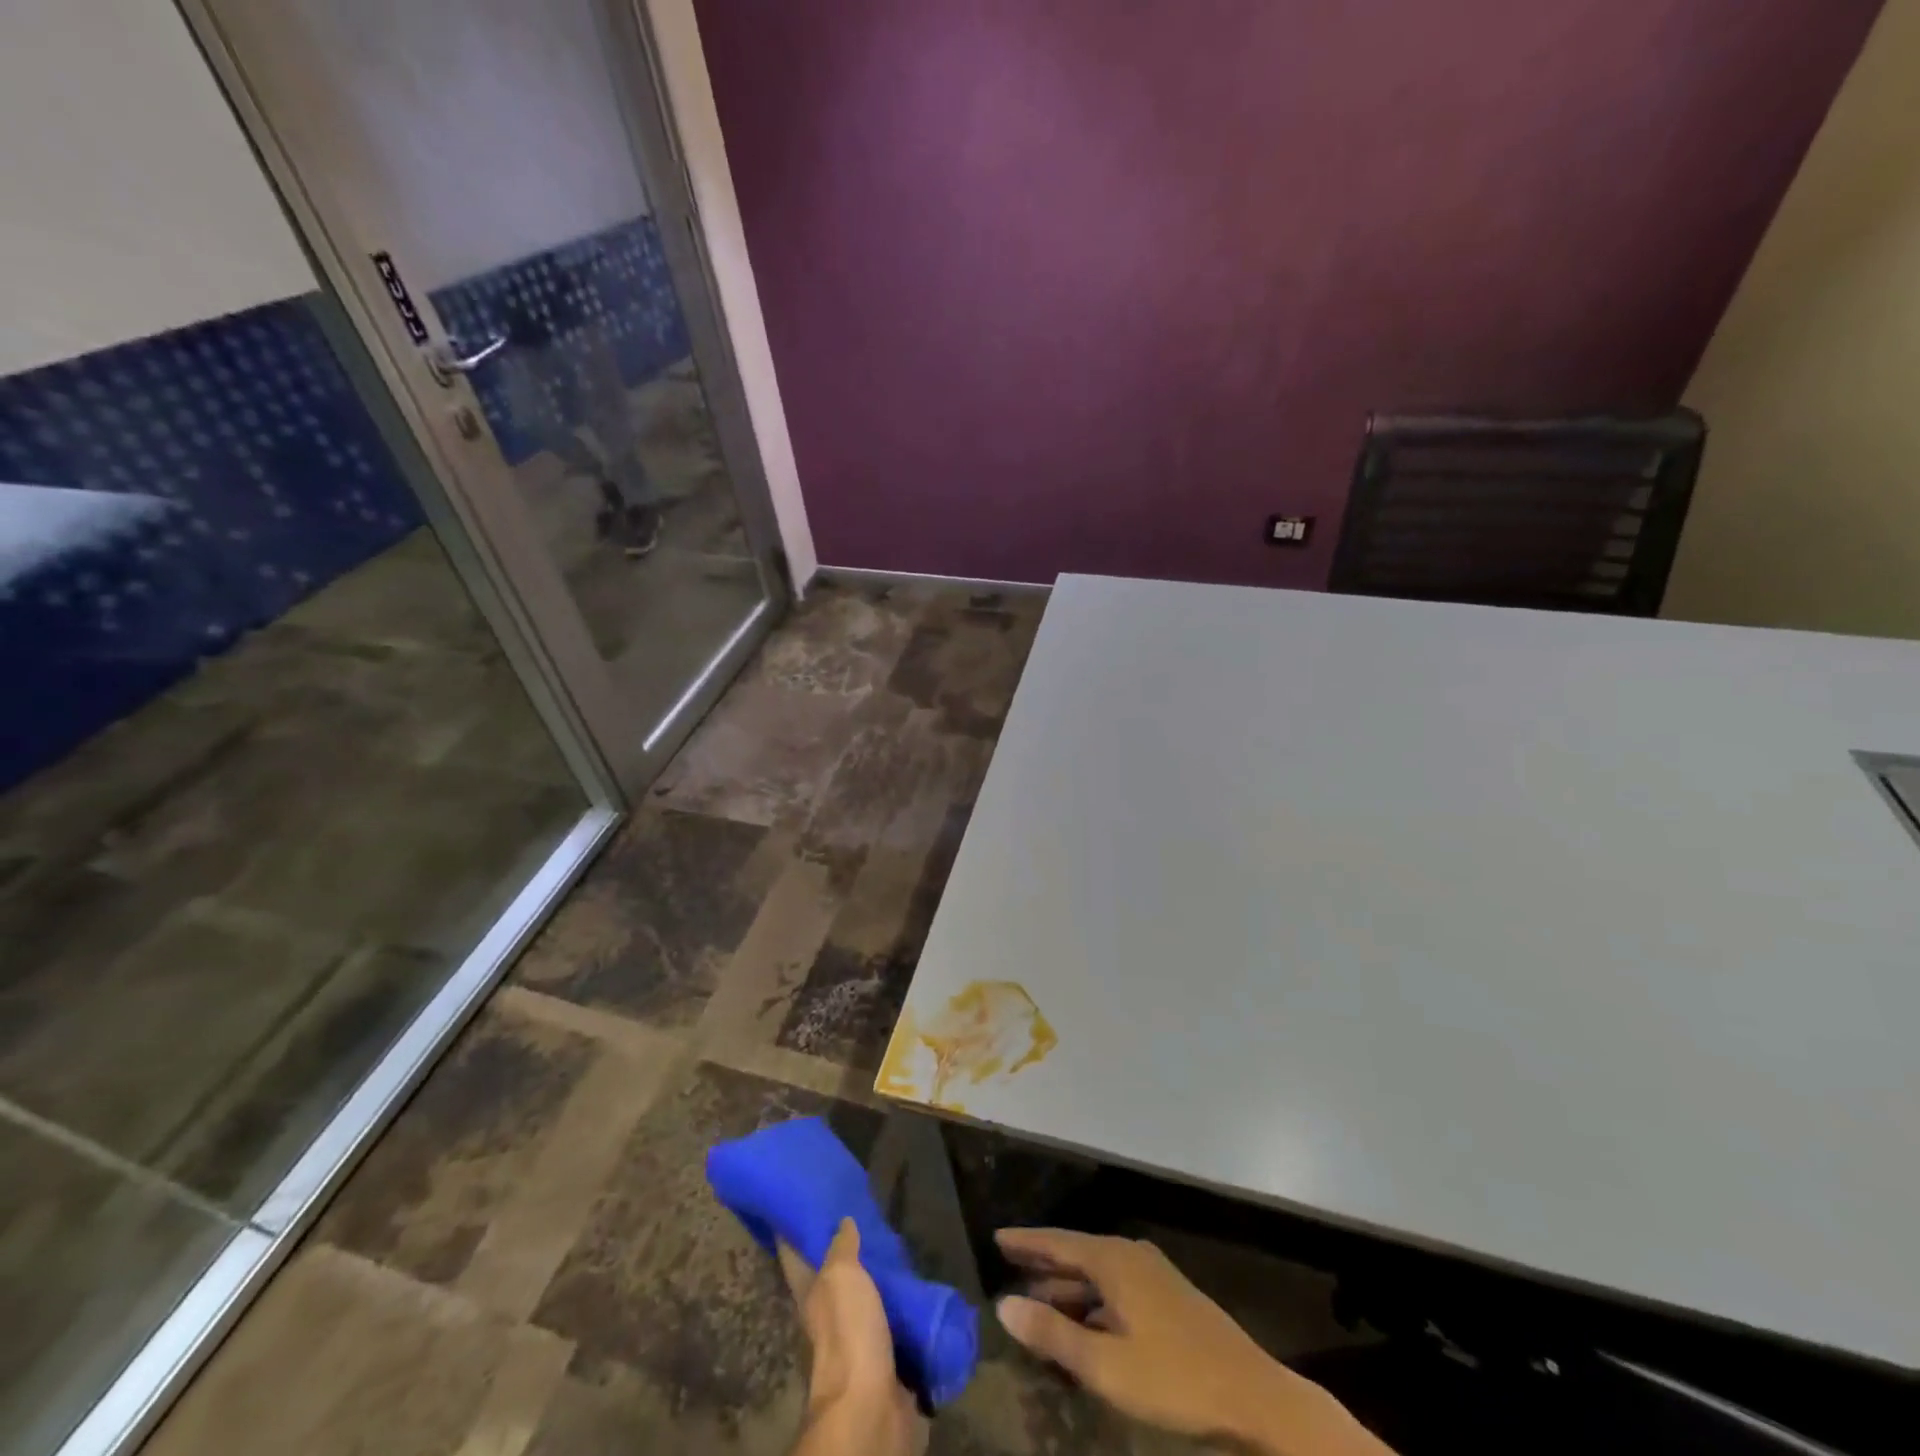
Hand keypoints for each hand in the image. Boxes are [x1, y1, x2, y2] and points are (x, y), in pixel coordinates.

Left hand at [780, 1219, 927, 1455]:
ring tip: (895, 1240)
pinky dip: (903, 1303)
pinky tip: (916, 1280)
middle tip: (862, 1211)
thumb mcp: (841, 1277)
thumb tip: (843, 1221)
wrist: (871, 1406)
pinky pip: (894, 1318)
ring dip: (878, 1275)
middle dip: (846, 1249)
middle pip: (834, 1274)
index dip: (795, 1231)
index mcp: (812, 1295)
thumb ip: (841, 1247)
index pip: (796, 1256)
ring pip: (866, 1295)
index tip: (804, 1202)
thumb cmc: (848, 1334)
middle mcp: (830, 1314)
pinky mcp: (886, 1354)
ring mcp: (858, 1336)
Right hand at [994, 1228, 1391, 1455]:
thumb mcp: (1106, 1365)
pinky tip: (1082, 1327)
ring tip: (1036, 1301)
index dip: (1026, 1242)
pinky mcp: (1167, 1299)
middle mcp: (1130, 1256)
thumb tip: (1004, 1305)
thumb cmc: (1175, 1378)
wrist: (1253, 1396)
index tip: (996, 1237)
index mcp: (1114, 1260)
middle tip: (1008, 1267)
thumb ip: (1053, 1334)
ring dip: (1067, 1288)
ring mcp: (1152, 1276)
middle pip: (1077, 1254)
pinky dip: (1091, 1303)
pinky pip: (1115, 1291)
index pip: (1058, 1242)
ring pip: (1097, 1275)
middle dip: (1043, 1263)